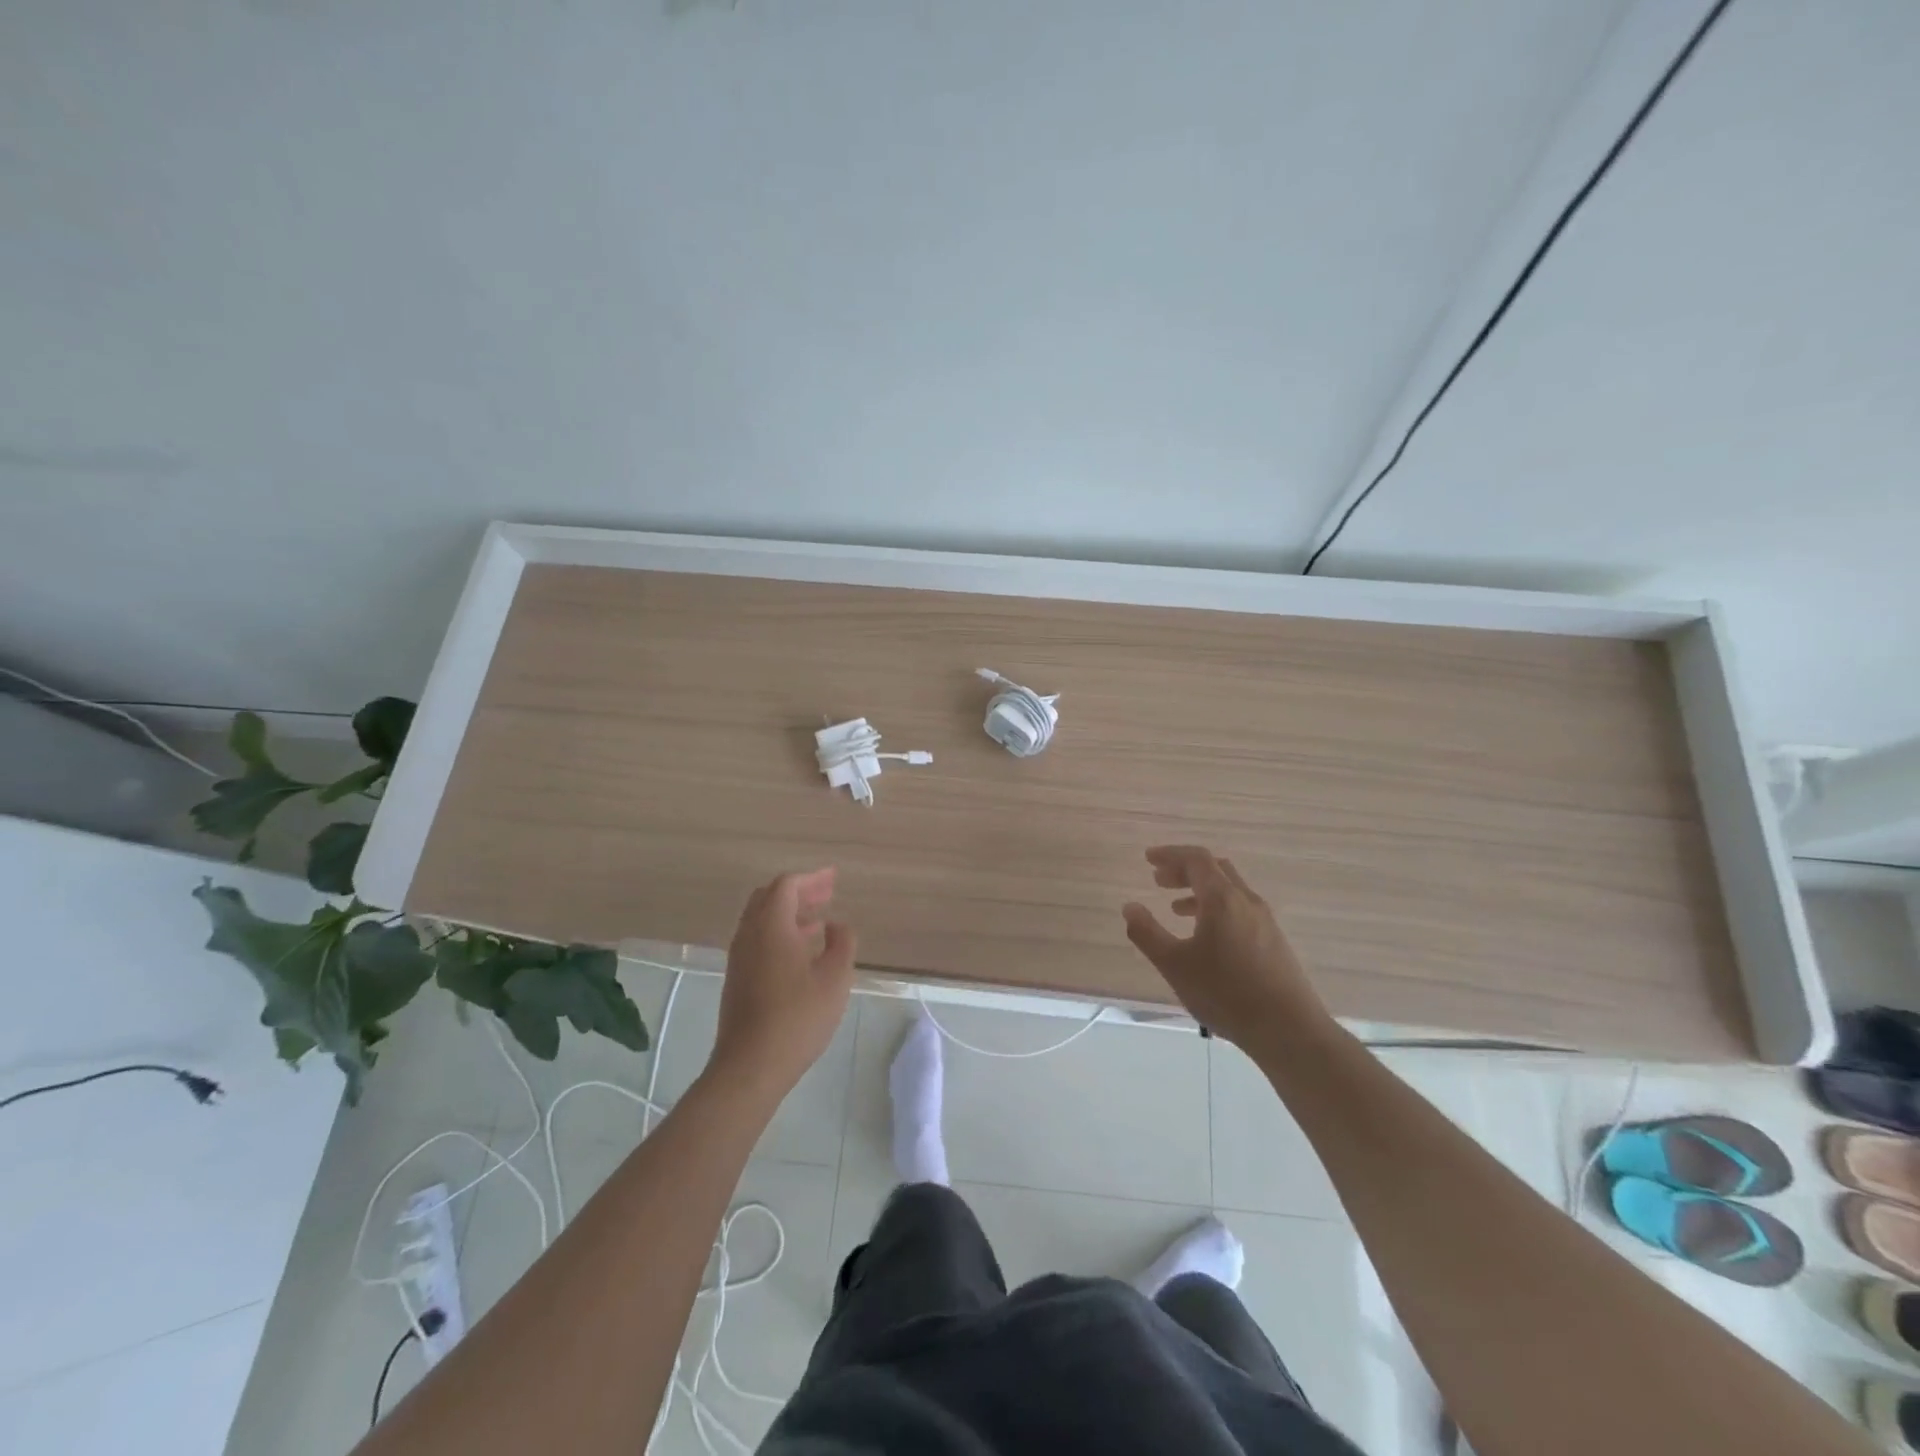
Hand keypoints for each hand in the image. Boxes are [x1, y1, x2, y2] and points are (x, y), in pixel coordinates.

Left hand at [709, 868, 856, 1104]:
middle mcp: (749, 934)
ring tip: (819, 921)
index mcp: (771, 926)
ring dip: (789, 913)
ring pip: (761, 919)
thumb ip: (842, 943)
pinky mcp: (737, 978)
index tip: (833, 879)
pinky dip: (780, 932)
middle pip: (769, 897)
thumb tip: (836, 924)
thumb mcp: (835, 978)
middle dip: (799, 892)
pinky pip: (757, 939)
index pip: (786, 886)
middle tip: (826, 895)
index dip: (812, 878)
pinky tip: (801, 951)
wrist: (751, 1066)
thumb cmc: (798, 1017)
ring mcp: (739, 957)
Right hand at [1121, 845, 1326, 1051]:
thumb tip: (1129, 907)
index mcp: (1222, 899)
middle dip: (1184, 869)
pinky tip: (1206, 936)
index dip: (1170, 854)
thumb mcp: (1175, 965)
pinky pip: (1240, 909)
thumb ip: (1147, 933)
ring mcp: (1265, 921)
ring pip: (1229, 890)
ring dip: (1200, 890)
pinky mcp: (1274, 941)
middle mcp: (1246, 901)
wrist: (1288, 1030)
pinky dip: (1217, 908)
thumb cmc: (1225, 993)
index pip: (1196, 859)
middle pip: (1214, 869)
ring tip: (1176, 909)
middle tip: (1158, 880)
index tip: (1148, 858)